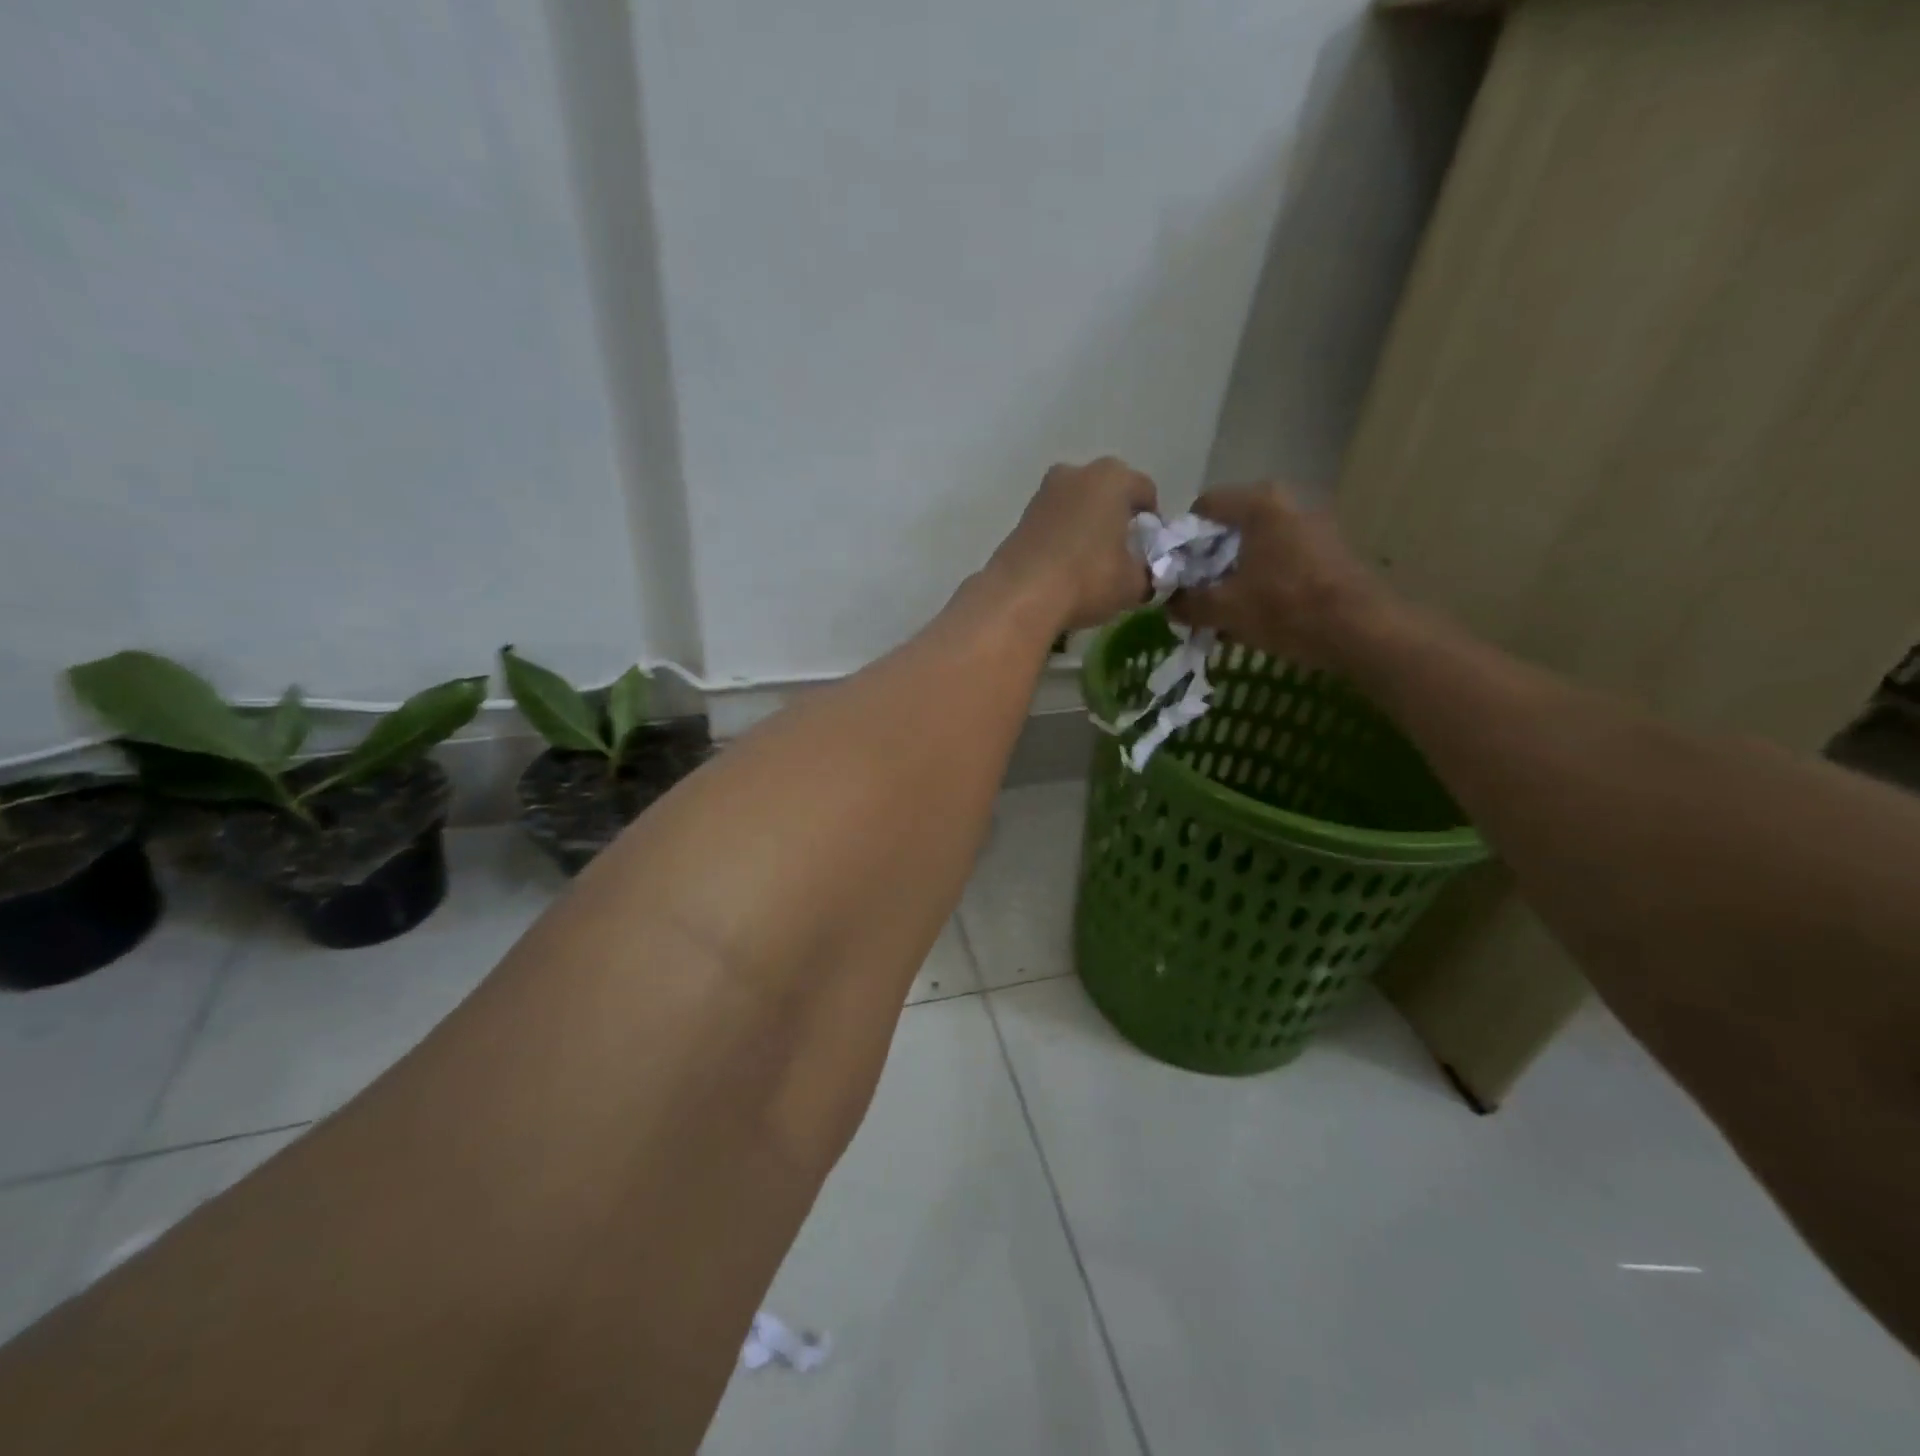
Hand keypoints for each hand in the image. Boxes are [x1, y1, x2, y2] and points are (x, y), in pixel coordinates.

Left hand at [990, 457, 1157, 630]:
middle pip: (1108, 492)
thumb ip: (1149, 573)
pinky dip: (1062, 537)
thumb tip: (1147, 574)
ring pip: (1078, 505)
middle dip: (1117, 517)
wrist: (1020, 596)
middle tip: (1121, 552)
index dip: (1152, 521)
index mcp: (1112, 478)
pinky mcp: (1021, 517)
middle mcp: (1076, 473)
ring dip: (1087, 526)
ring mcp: (1044, 493)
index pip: (1145, 491)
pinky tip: (1064, 566)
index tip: (1149, 548)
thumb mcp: (1133, 584)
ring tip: (1090, 562)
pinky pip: (1054, 523)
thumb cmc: (1088, 579)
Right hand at [1169, 483, 1397, 670]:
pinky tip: (1256, 611)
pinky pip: (1280, 557)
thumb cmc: (1285, 608)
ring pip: (1257, 544)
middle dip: (1209, 559)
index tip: (1177, 571)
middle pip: (1231, 525)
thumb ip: (1188, 603)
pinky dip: (1262, 578)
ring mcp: (1312, 525)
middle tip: (1197, 592)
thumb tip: (1170, 603)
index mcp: (1258, 504)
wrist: (1361, 630)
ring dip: (1235, 571)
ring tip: (1224, 607)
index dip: (1183, 538)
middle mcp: (1287, 502)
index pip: (1204, 506)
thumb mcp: (1224, 609)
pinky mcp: (1329, 550)